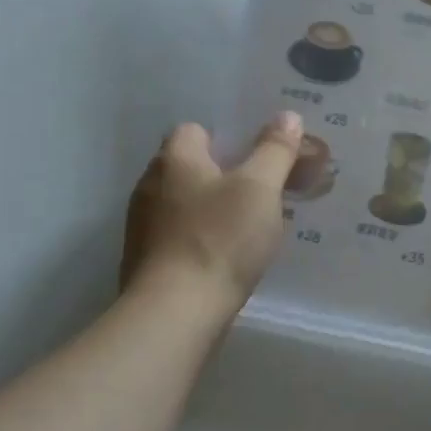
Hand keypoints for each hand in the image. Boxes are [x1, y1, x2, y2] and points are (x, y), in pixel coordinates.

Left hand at [120, 115, 301, 311]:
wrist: (176, 313)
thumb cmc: (220, 239)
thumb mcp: (261, 188)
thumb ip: (275, 150)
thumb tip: (287, 116)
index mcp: (174, 160)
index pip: (193, 130)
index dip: (226, 138)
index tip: (257, 156)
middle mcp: (150, 186)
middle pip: (189, 167)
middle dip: (223, 174)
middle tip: (262, 189)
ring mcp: (143, 226)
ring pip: (184, 202)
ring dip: (212, 208)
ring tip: (249, 225)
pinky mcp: (147, 261)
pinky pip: (179, 235)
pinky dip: (201, 237)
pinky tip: (227, 255)